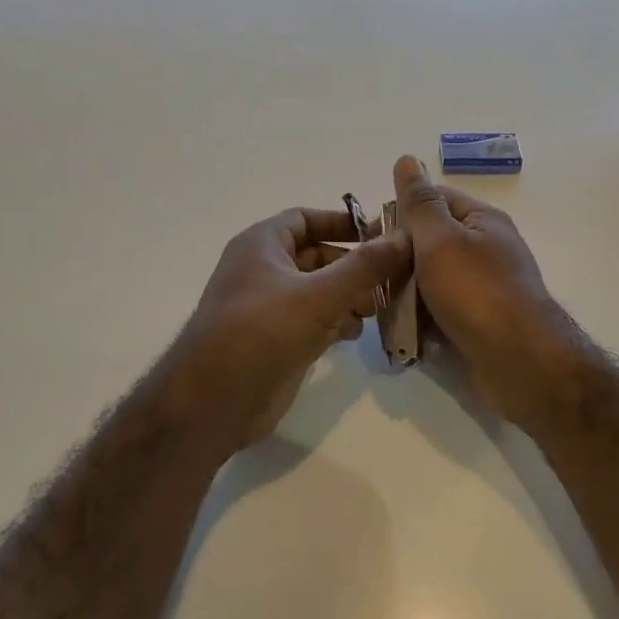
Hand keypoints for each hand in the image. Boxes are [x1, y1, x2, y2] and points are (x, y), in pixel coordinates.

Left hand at [167, 205, 411, 450]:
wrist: (215, 399)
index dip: (342, 222)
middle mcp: (262, 270)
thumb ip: (364, 266)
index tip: (381, 234)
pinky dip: (335, 321)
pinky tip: (356, 333)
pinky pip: (312, 319)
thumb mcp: (319, 294)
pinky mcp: (275, 340)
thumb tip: (403, 237)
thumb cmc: (263, 331)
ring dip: (349, 296)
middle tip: (391, 279)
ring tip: (378, 309)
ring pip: (317, 290)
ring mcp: (268, 308)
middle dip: (353, 266)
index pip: (305, 218)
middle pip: (316, 256)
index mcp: (262, 245)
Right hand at [391, 154, 577, 426]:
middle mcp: (484, 250)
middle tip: (369, 277)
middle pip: (428, 244)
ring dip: (404, 294)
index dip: (400, 212)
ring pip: (429, 282)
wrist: (520, 362)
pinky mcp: (476, 323)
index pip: (433, 200)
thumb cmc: (477, 292)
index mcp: (481, 221)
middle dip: (397, 260)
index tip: (369, 236)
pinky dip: (419, 321)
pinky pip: (439, 313)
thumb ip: (419, 203)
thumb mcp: (440, 239)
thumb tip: (406, 159)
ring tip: (377, 308)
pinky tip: (399, 332)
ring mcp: (481, 289)